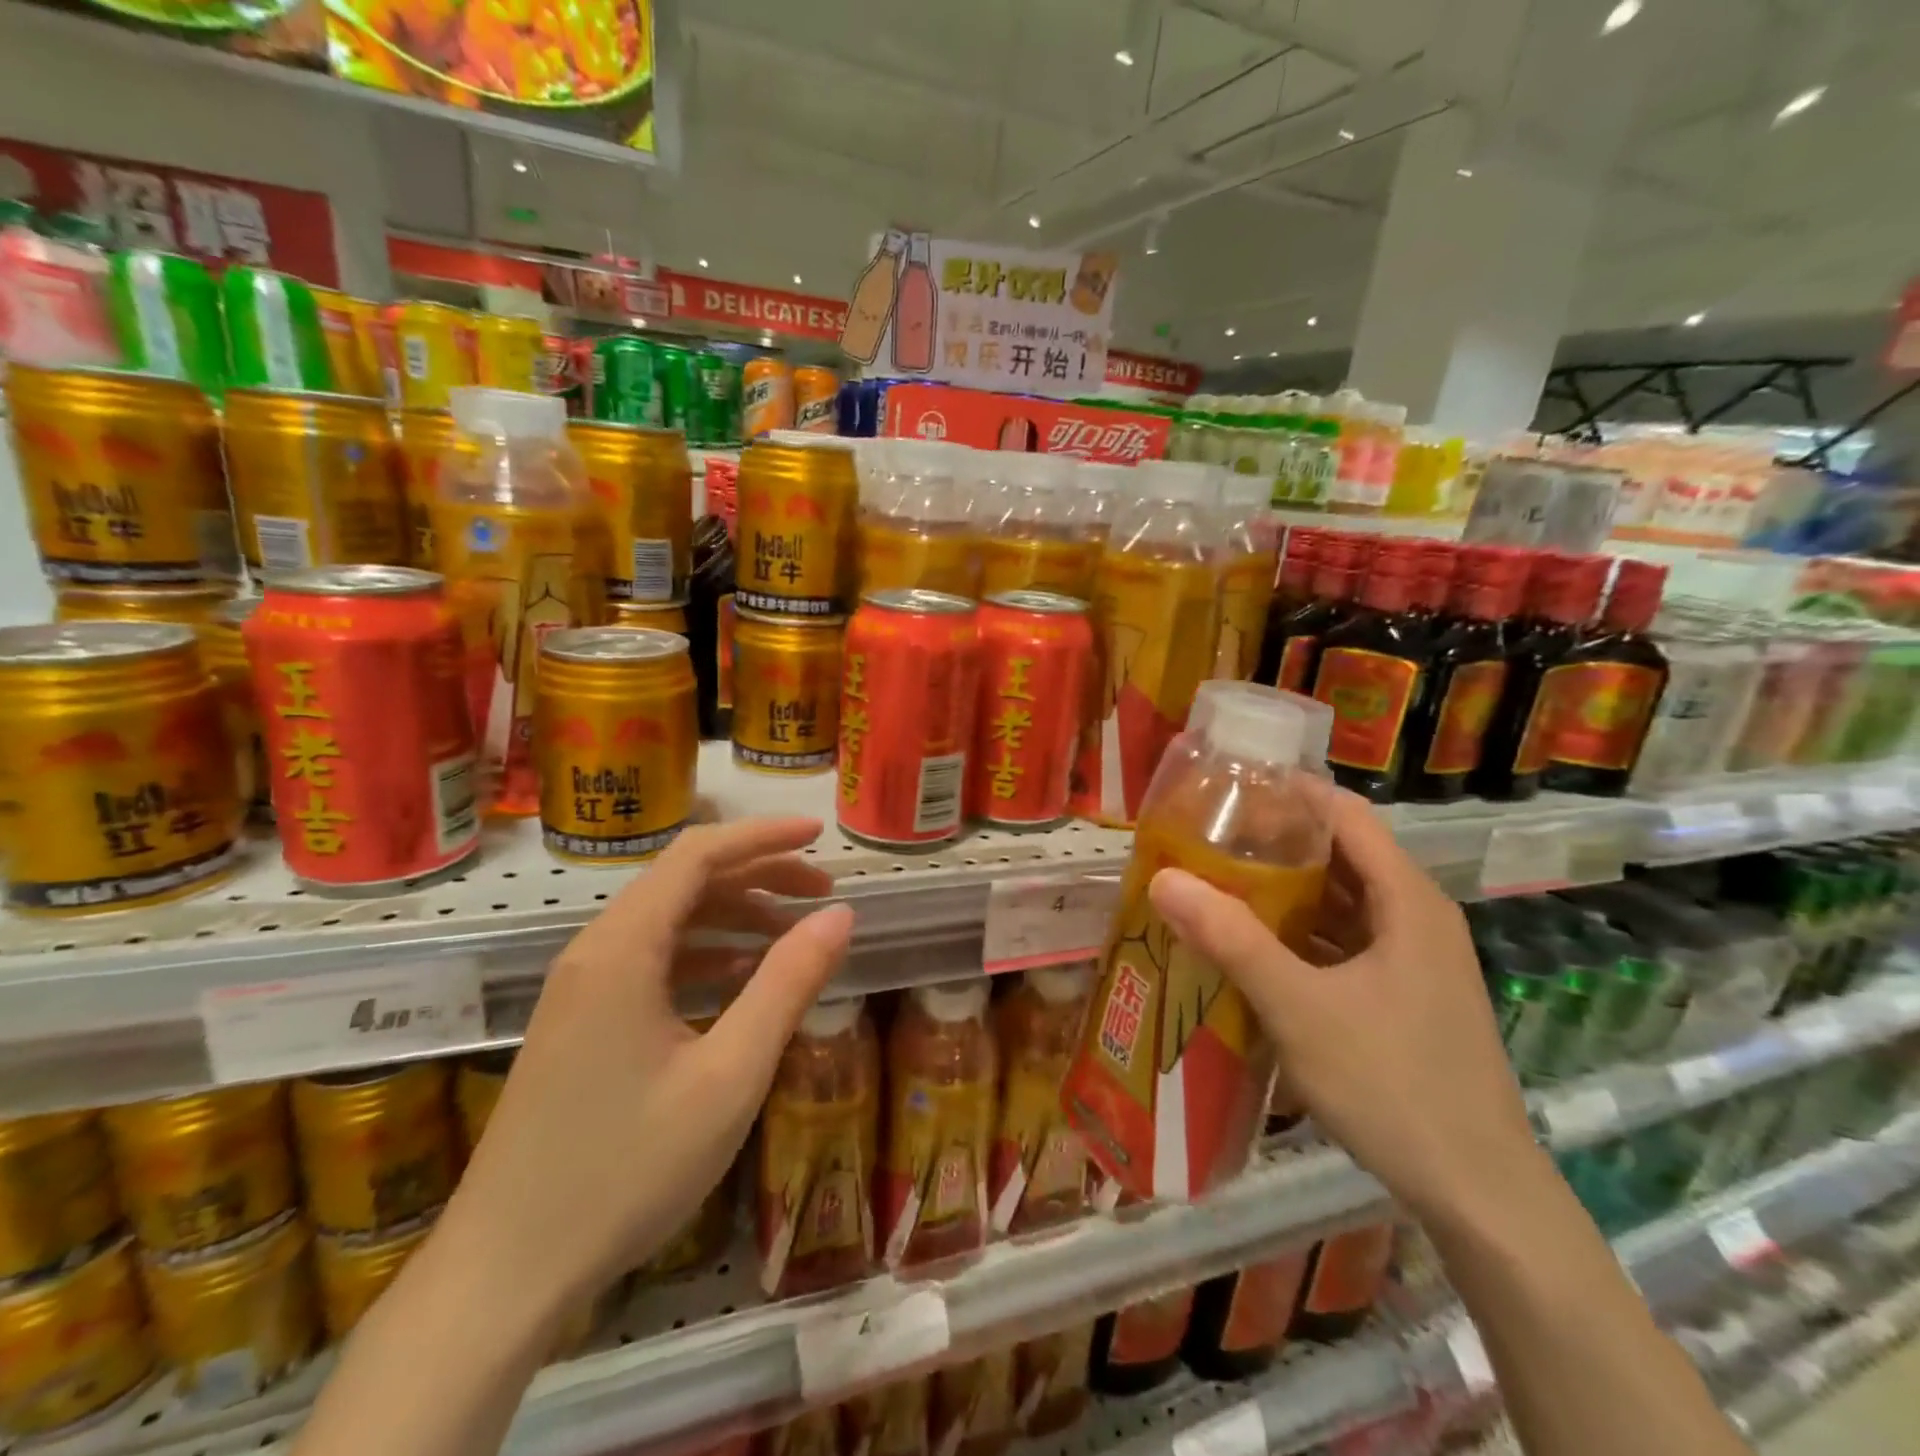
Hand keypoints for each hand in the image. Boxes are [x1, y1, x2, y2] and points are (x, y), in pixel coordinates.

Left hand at [443, 818, 853, 1319]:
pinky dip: (705, 955)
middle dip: (759, 876)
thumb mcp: (730, 1075)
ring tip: (794, 935)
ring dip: (734, 915)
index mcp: (623, 948)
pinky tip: (743, 981)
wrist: (503, 1275)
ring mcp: (582, 988)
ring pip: (669, 921)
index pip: (698, 854)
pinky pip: (652, 961)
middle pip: (685, 881)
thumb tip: (840, 915)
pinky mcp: (581, 1022)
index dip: (763, 836)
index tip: (819, 835)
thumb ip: (788, 984)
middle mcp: (596, 951)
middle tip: (823, 893)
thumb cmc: (626, 1170)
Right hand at [1146, 781, 1543, 1222]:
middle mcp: (1414, 917)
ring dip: (1284, 890)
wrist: (1479, 1195)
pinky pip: (1343, 943)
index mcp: (1406, 900)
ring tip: (1216, 881)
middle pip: (1340, 855)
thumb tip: (1163, 879)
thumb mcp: (1299, 1007)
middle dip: (1275, 841)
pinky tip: (1252, 946)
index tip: (1228, 785)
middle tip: (1206, 836)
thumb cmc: (1394, 1085)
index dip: (1289, 792)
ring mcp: (1412, 960)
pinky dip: (1299, 934)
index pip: (1345, 815)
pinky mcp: (1402, 996)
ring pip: (1340, 902)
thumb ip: (1231, 939)